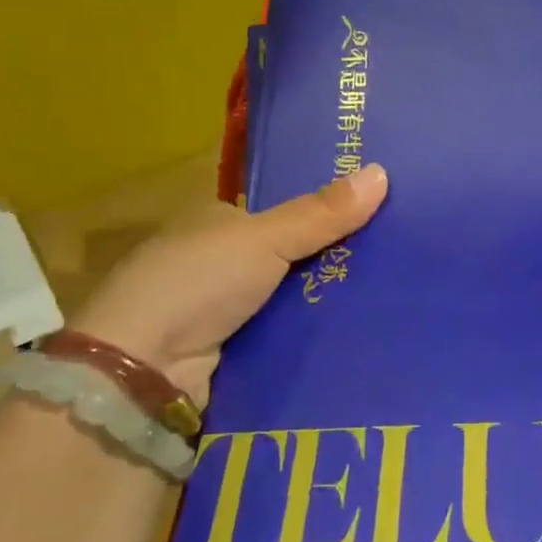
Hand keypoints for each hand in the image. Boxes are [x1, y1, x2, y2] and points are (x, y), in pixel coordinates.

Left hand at [70, 165, 387, 402]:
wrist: (142, 371)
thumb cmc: (198, 283)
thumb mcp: (264, 238)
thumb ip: (321, 213)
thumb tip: (382, 171)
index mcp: (219, 222)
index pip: (283, 211)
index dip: (327, 210)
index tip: (379, 210)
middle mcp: (219, 263)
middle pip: (293, 257)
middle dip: (337, 260)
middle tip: (399, 258)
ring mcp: (224, 311)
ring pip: (293, 300)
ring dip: (330, 302)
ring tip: (395, 297)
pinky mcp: (234, 355)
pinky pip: (287, 338)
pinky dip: (315, 337)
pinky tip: (360, 335)